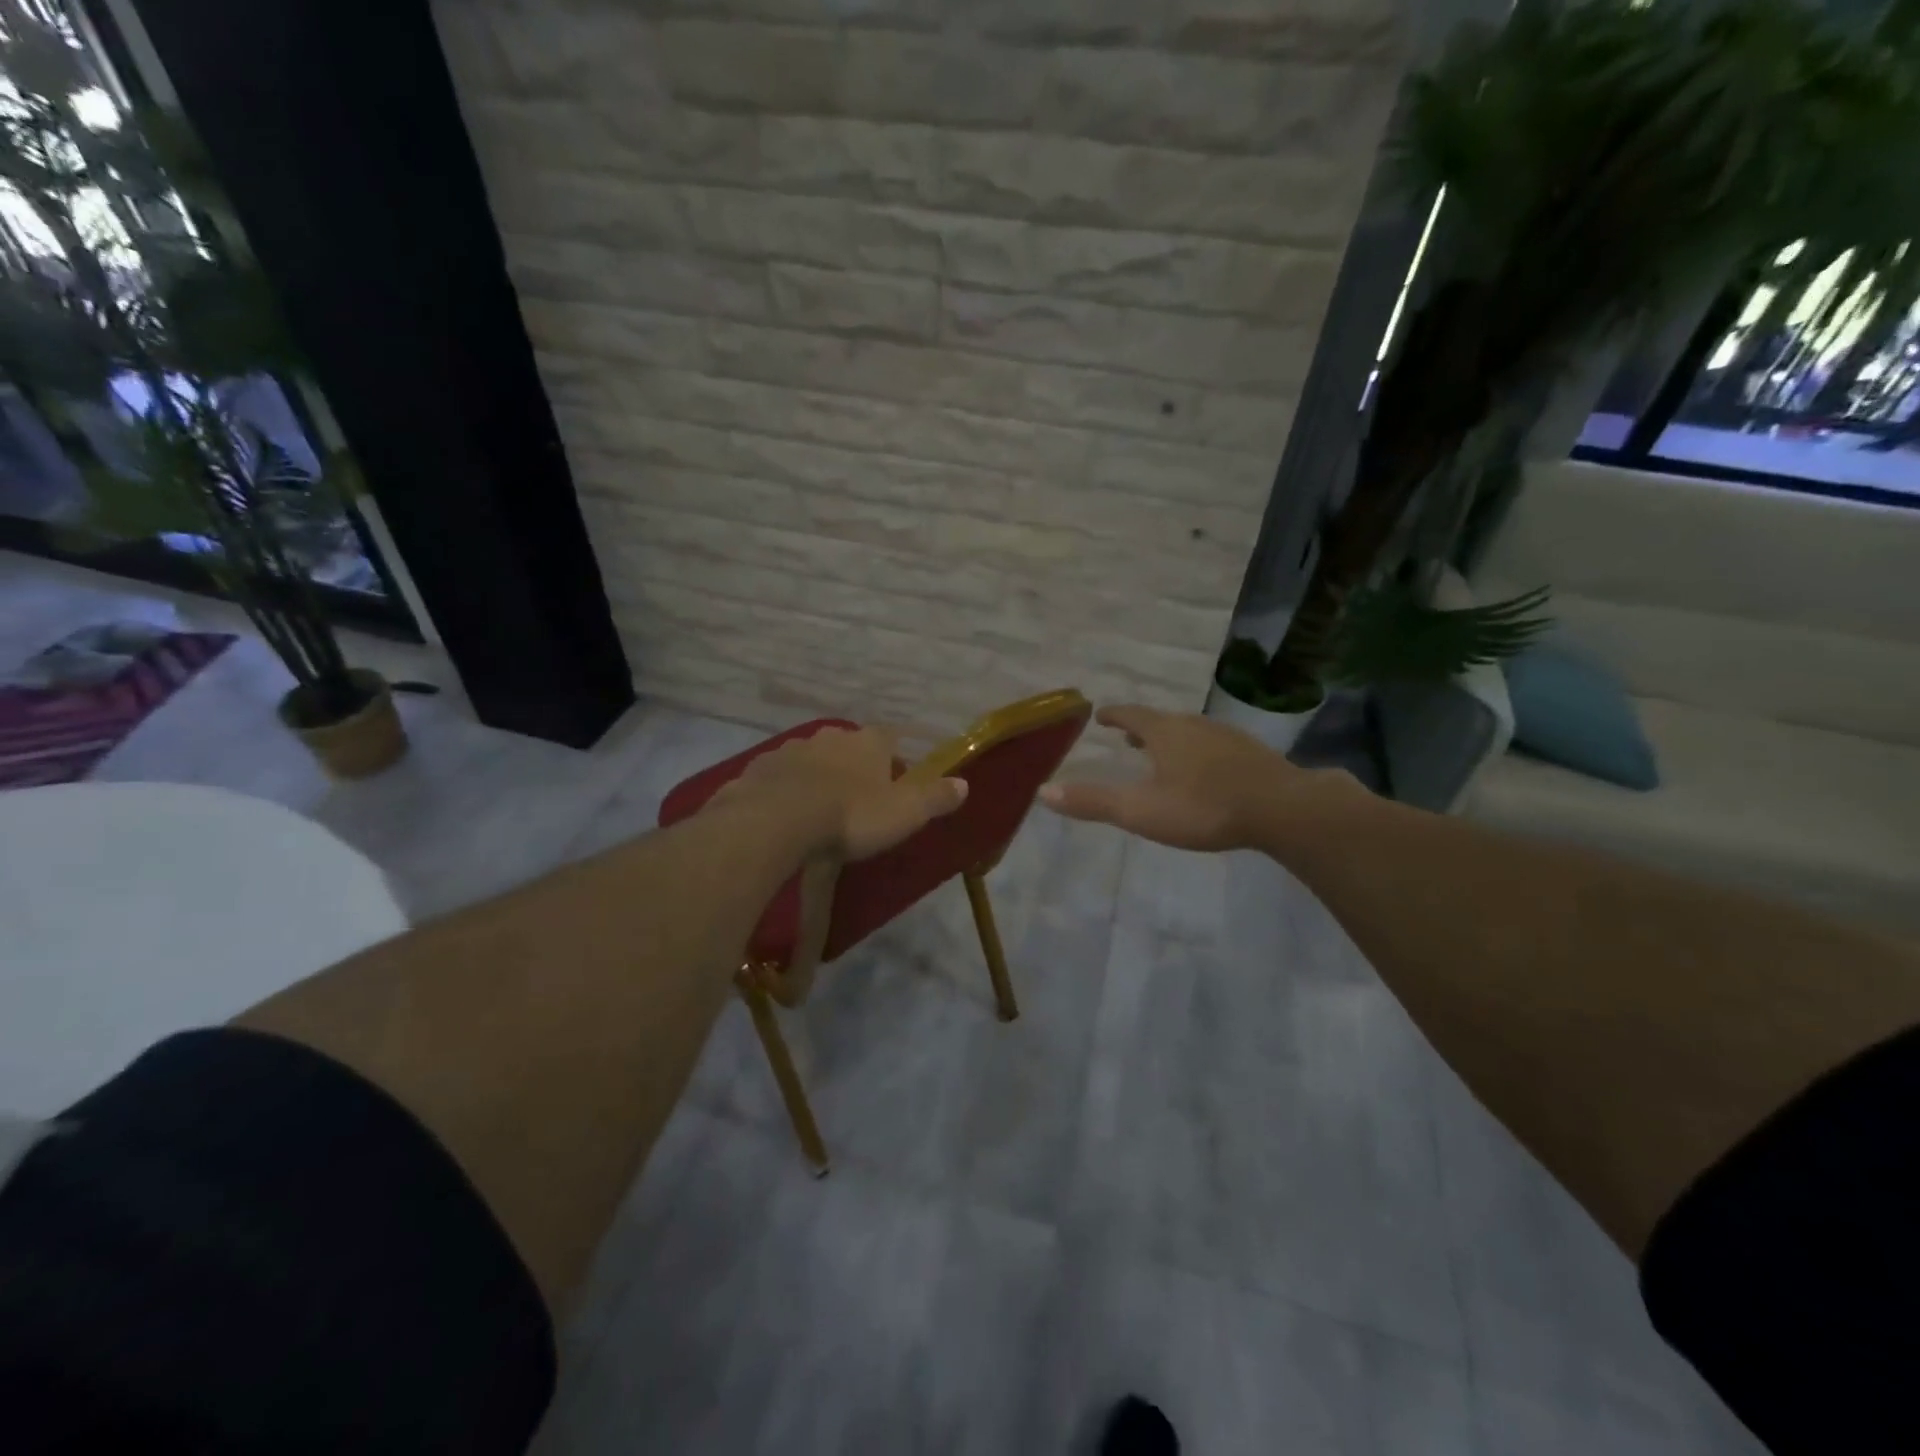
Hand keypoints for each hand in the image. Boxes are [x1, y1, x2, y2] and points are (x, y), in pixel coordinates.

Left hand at [716, 726, 967, 861]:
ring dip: (818, 777)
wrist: (775, 821)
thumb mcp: (905, 813)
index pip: (889, 739)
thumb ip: (935, 797)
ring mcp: (791, 750)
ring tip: (819, 808)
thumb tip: (965, 784)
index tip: (896, 781)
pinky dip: (785, 790)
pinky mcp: (759, 769)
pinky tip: (785, 814)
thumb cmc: (851, 815)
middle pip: (848, 747)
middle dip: (854, 767)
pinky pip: (779, 777)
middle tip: (858, 798)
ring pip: (811, 759)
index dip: (894, 759)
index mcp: (868, 742)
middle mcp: (830, 736)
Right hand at [1041, 704, 1328, 851]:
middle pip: (1161, 720)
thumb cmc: (1204, 807)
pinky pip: (1214, 745)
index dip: (1113, 715)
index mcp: (1164, 732)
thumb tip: (1044, 791)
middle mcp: (1194, 725)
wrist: (1283, 808)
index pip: (1131, 714)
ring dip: (1170, 739)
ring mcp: (1227, 737)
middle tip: (1126, 738)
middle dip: (1141, 728)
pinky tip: (1206, 771)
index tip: (1101, 716)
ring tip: (1162, 753)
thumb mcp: (1141, 810)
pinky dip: (1198, 751)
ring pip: (1190, 731)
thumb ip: (1093, 802)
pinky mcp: (1252, 754)